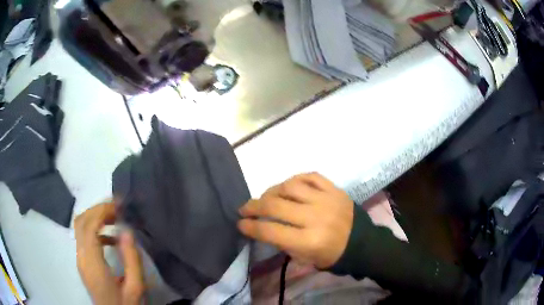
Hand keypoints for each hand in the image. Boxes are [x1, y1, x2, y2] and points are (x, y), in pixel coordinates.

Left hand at [75, 203, 144, 304]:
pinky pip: (84, 237)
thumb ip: (132, 259)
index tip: (119, 204)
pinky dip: (95, 229)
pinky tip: (111, 237)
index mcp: (93, 264)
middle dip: (97, 209)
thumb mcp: (135, 287)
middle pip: (81, 221)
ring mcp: (80, 258)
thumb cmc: (125, 304)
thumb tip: (127, 231)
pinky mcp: (83, 261)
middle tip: (117, 207)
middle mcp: (81, 257)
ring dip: (95, 216)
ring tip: (115, 217)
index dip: (102, 211)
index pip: (89, 226)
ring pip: (80, 226)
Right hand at [238, 173, 353, 268]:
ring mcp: (326, 199)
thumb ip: (283, 243)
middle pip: (275, 206)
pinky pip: (310, 176)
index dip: (250, 227)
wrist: (362, 243)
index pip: (271, 231)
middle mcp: (316, 217)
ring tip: (266, 197)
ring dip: (272, 191)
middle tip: (244, 208)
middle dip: (253, 207)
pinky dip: (295, 179)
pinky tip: (288, 187)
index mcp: (309, 241)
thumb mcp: (305, 258)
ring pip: (290, 187)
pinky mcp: (334, 189)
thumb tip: (263, 226)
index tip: (240, 223)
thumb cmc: (331, 255)